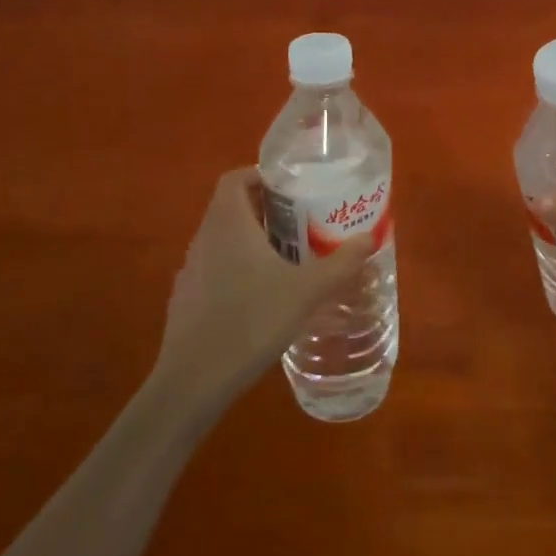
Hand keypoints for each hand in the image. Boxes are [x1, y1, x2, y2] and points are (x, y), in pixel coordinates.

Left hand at [153, 169, 373, 409]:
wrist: (194, 380)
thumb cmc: (252, 321)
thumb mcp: (306, 291)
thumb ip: (341, 263)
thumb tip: (369, 238)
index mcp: (228, 223)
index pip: (235, 178)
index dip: (260, 175)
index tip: (290, 188)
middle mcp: (204, 238)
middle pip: (231, 207)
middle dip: (265, 210)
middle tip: (300, 222)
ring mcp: (191, 270)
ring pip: (222, 239)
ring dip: (250, 240)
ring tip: (285, 257)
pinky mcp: (186, 299)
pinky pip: (214, 268)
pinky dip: (236, 269)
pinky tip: (259, 296)